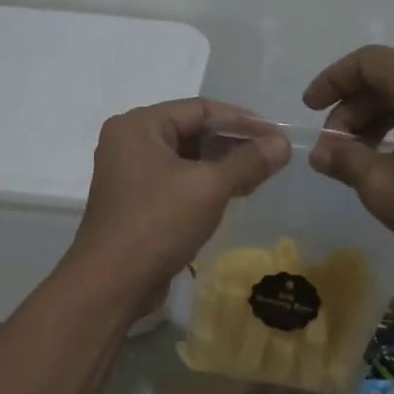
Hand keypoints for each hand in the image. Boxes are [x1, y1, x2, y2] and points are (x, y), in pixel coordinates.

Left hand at [66, 99, 289, 308]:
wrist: (111, 284)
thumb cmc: (157, 224)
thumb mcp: (209, 187)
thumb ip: (248, 161)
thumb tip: (282, 144)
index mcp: (138, 125)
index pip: (199, 108)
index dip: (242, 120)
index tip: (276, 135)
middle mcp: (129, 142)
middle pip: (192, 131)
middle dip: (234, 143)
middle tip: (272, 155)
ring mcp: (130, 174)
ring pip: (186, 158)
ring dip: (223, 165)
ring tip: (260, 175)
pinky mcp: (137, 203)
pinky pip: (177, 182)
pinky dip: (205, 185)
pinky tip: (234, 194)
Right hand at [303, 46, 393, 269]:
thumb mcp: (383, 186)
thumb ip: (345, 159)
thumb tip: (321, 152)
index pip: (368, 62)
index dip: (331, 81)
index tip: (308, 109)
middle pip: (390, 76)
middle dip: (353, 108)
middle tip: (333, 146)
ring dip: (377, 119)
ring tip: (356, 156)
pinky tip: (390, 157)